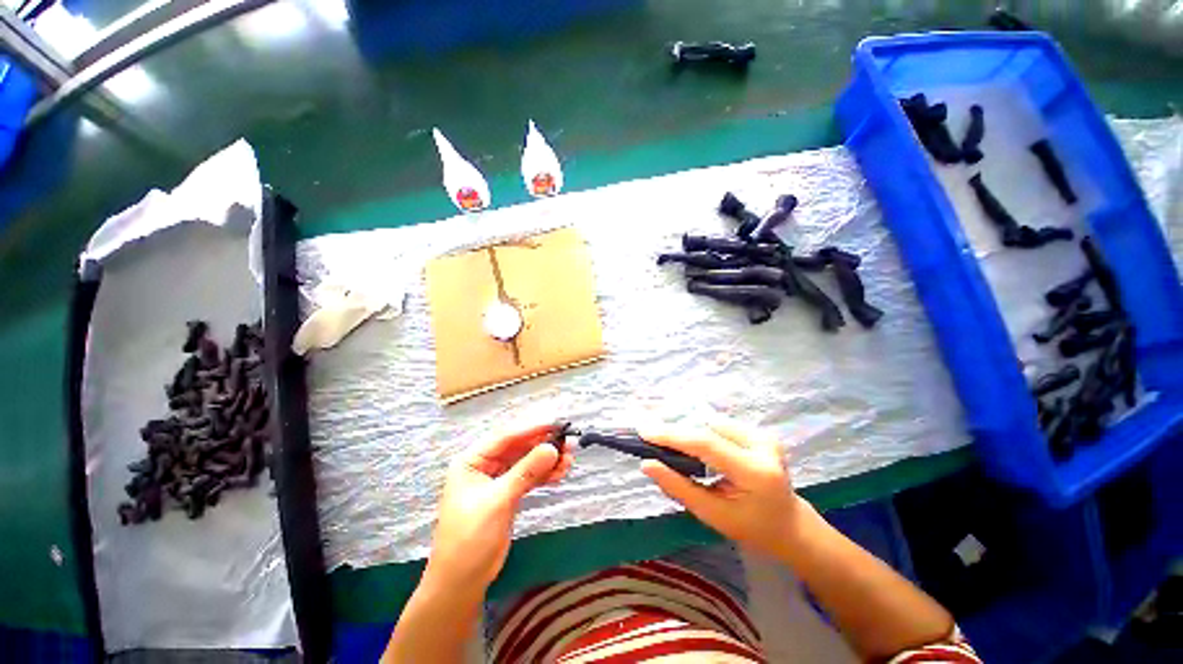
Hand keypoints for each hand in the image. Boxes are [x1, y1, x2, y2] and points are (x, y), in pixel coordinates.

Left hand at [424, 423, 572, 592]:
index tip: (556, 424)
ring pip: (527, 461)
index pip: (505, 437)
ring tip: (570, 458)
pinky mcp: (509, 493)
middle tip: (568, 442)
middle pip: (519, 447)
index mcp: (472, 460)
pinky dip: (545, 474)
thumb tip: (552, 448)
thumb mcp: (498, 501)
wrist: (461, 582)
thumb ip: (526, 472)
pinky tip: (561, 472)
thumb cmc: (469, 538)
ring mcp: (498, 479)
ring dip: (548, 460)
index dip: (531, 429)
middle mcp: (485, 465)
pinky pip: (530, 477)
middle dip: (543, 444)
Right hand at [640, 418, 805, 558]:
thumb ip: (679, 488)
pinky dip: (700, 430)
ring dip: (688, 429)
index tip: (644, 431)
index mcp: (755, 472)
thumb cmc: (753, 528)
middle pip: (707, 428)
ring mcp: (763, 434)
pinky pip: (720, 425)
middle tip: (648, 431)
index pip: (706, 443)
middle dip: (675, 429)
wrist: (791, 524)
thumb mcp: (714, 516)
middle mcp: (762, 445)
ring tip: (666, 439)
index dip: (673, 435)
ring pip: (711, 422)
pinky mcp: (759, 431)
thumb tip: (647, 465)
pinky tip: (690, 441)